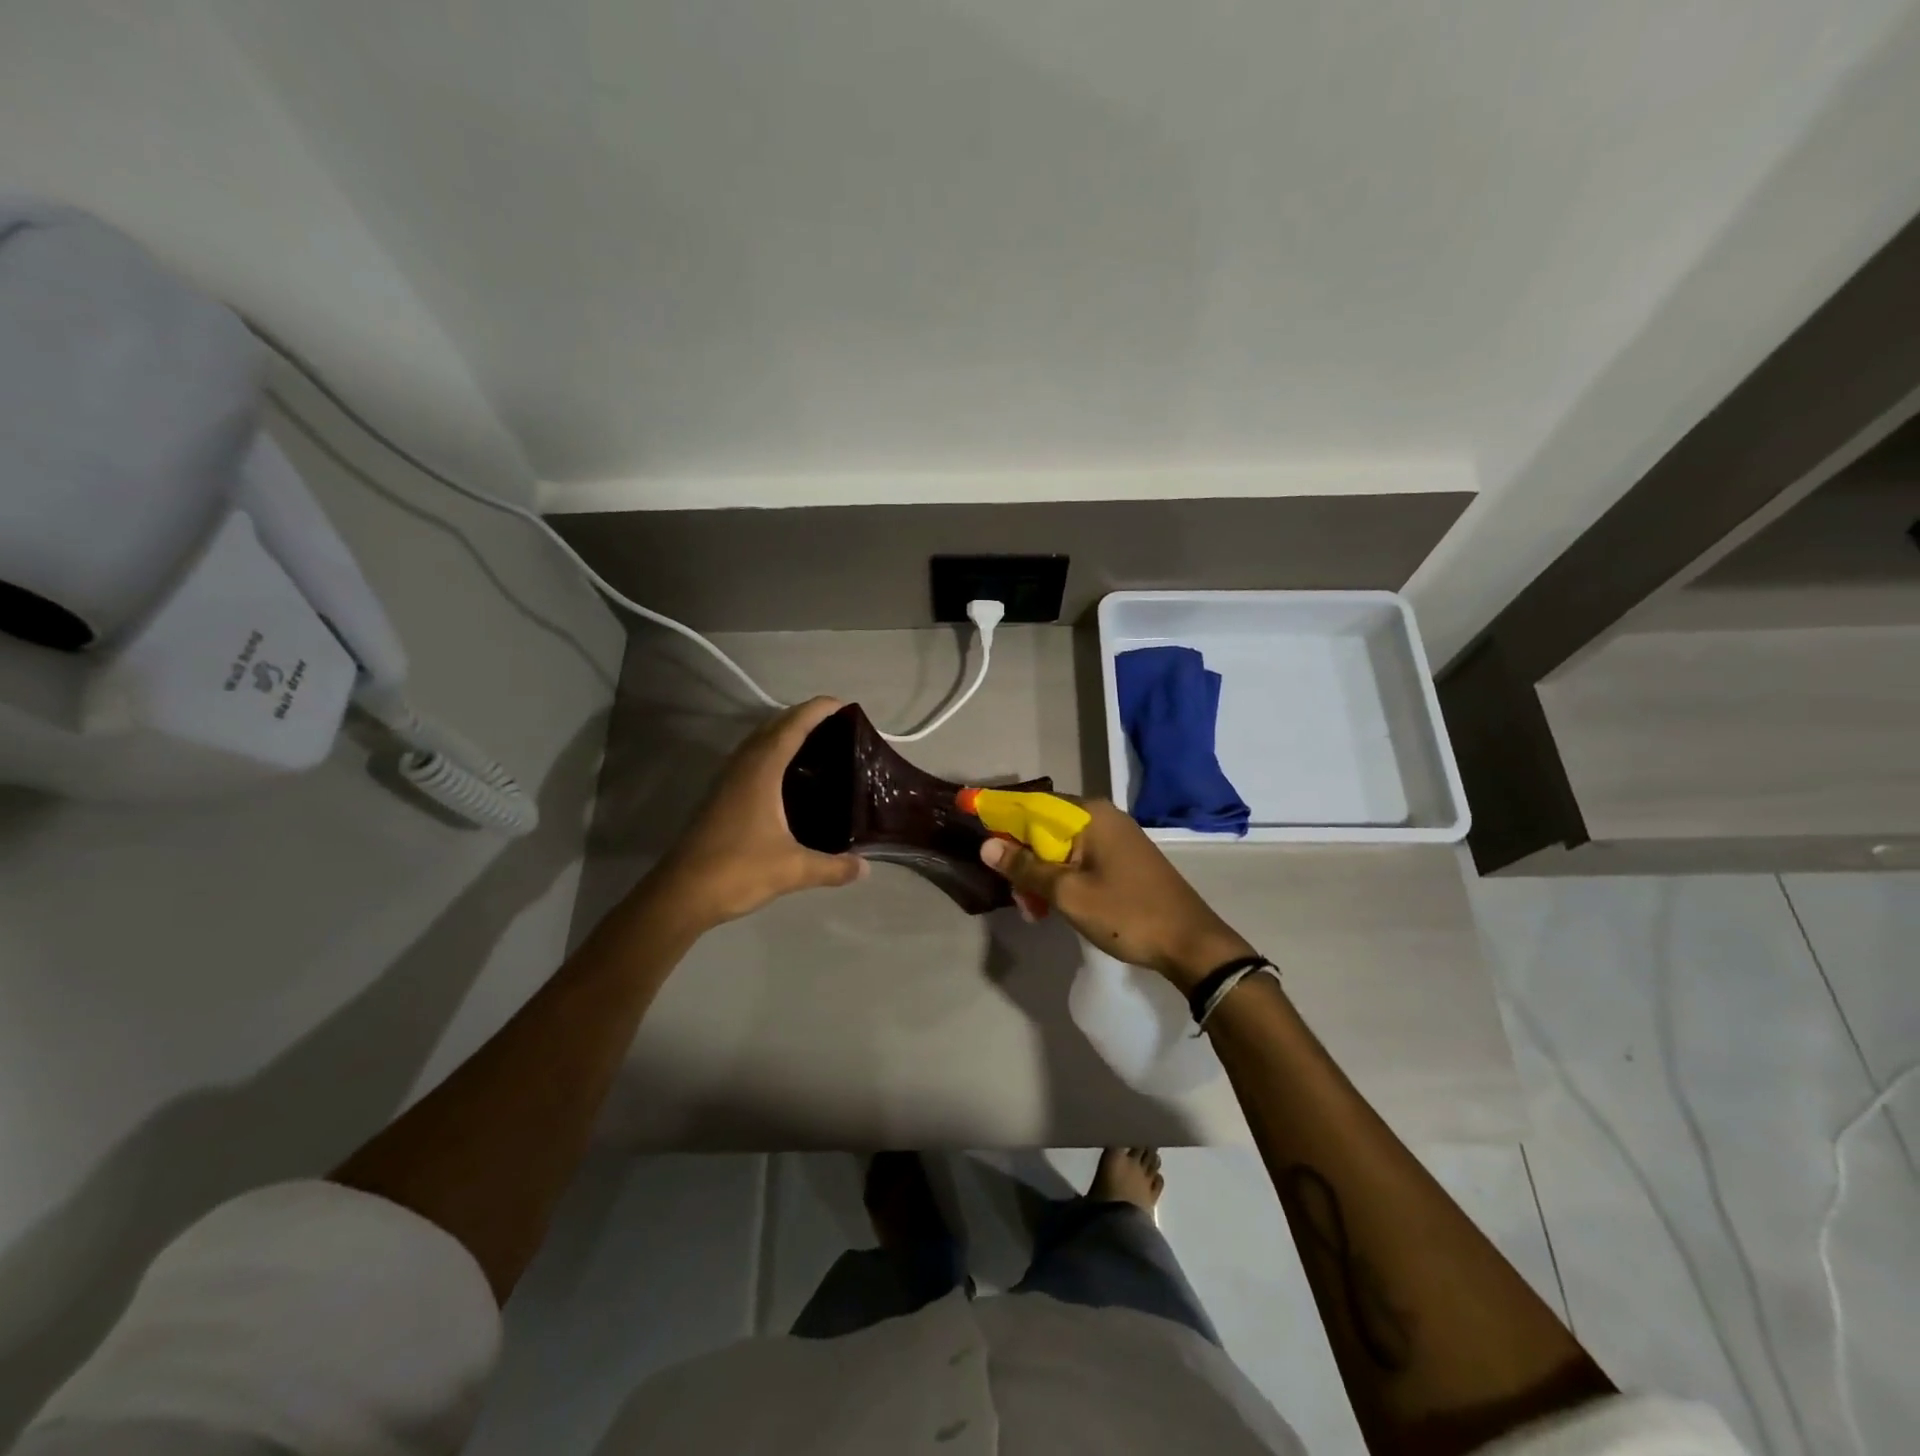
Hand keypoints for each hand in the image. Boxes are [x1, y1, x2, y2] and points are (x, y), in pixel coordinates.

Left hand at [650, 697, 865, 929]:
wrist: (682, 894)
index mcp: (761, 770)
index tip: (844, 705)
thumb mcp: (794, 869)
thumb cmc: (738, 870)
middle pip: (774, 726)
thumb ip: (833, 867)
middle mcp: (742, 766)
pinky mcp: (720, 797)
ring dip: (784, 734)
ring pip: (758, 742)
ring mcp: (727, 780)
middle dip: (803, 717)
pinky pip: (750, 760)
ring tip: (817, 744)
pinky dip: (772, 754)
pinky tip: (787, 777)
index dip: (818, 710)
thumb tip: (865, 868)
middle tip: (837, 726)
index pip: (793, 726)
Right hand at [979, 799, 1253, 992]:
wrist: (1192, 944)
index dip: (999, 812)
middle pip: (1045, 827)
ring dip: (1041, 875)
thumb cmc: (1127, 913)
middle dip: (1022, 858)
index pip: (1032, 805)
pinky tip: (1053, 907)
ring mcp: (1116, 838)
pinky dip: (1062, 879)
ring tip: (1033, 912)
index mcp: (1090, 815)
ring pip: (1061, 847)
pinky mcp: (1124, 860)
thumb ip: (1026, 868)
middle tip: (1015, 897)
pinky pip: (1080, 860)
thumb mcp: (1069, 894)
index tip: (970, 818)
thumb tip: (986, 845)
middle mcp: (1103, 817)